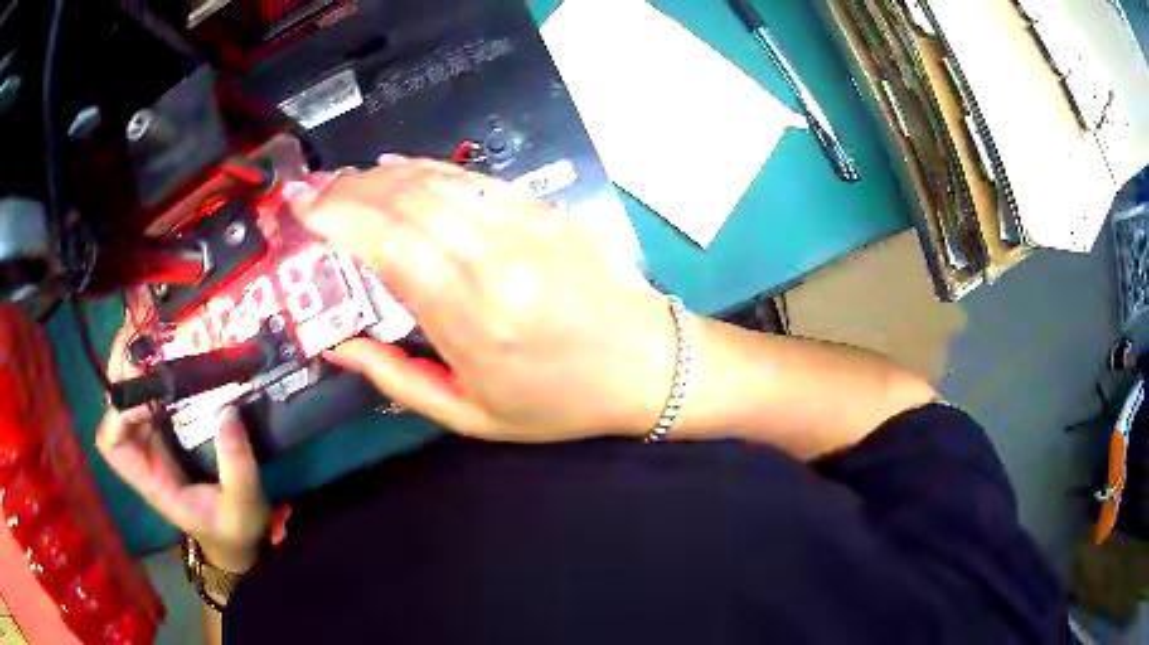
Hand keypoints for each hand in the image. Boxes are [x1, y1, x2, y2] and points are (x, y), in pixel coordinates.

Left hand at [96, 325, 270, 571]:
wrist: (233, 539)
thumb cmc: (233, 530)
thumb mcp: (242, 508)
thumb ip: (236, 466)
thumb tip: (226, 410)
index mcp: (150, 480)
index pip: (112, 443)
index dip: (121, 413)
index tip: (150, 392)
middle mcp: (142, 453)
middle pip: (114, 405)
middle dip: (122, 367)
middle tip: (143, 330)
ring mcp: (152, 437)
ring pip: (129, 392)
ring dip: (135, 358)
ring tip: (154, 326)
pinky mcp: (166, 426)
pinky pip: (150, 391)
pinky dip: (153, 366)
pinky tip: (169, 345)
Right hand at [296, 158, 678, 441]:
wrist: (648, 364)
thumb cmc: (558, 401)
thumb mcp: (472, 414)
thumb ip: (397, 379)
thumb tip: (338, 347)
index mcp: (473, 318)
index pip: (388, 245)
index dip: (338, 217)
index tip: (302, 208)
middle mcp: (495, 259)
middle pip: (406, 201)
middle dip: (349, 189)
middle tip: (313, 191)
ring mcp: (525, 224)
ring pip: (437, 180)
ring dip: (382, 175)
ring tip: (345, 182)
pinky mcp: (544, 208)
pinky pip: (474, 178)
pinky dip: (428, 170)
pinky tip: (400, 171)